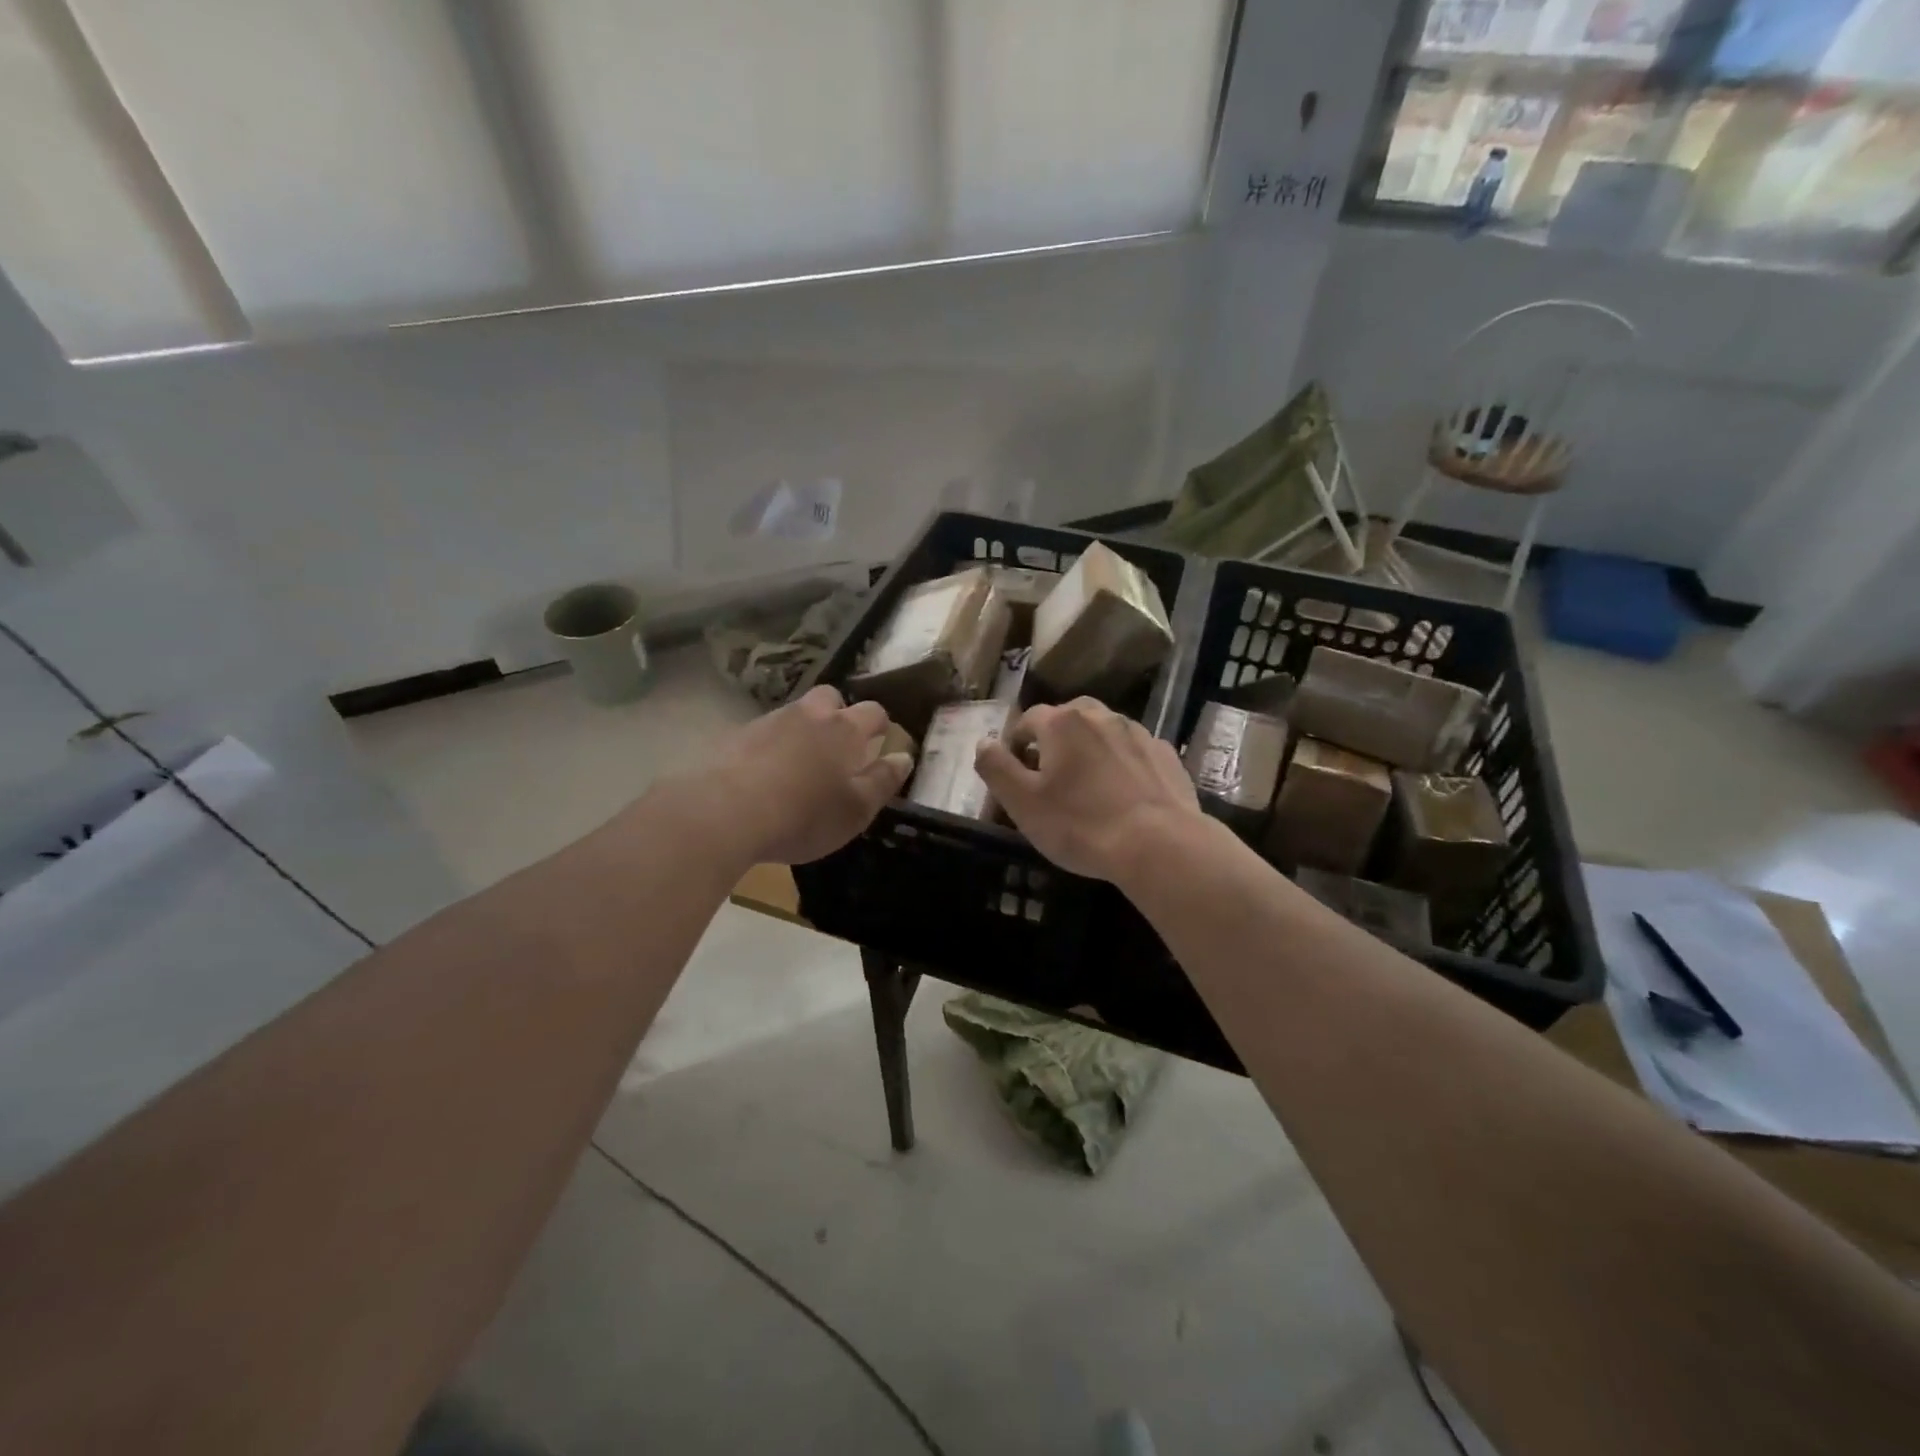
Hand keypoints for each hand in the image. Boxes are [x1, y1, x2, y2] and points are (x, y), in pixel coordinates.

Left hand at [682, 686, 911, 866]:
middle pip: (830, 697)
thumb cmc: (803, 815)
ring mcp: (770, 721)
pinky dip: (773, 746)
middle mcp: (809, 715)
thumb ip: (883, 781)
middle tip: (840, 746)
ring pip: (796, 714)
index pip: (873, 711)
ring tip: (802, 764)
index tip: (882, 742)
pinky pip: (765, 732)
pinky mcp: (737, 736)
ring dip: (804, 730)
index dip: (881, 725)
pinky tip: (768, 774)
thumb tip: (903, 756)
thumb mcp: (856, 810)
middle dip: (839, 714)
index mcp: (845, 730)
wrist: (724, 812)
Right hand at [974, 698, 1199, 881]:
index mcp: (1062, 723)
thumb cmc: (1080, 825)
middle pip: (1067, 719)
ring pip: (1103, 733)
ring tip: (1088, 788)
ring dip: (1090, 751)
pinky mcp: (1166, 755)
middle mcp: (1101, 716)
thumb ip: (996, 767)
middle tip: (1050, 779)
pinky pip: (1133, 752)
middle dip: (1054, 742)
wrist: (1159, 846)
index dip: (1016, 745)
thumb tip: (983, 742)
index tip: (1016, 775)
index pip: (1027, 720)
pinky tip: (1123, 795)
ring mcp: (1138, 733)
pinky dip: (1122, 765)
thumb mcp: (1022, 803)